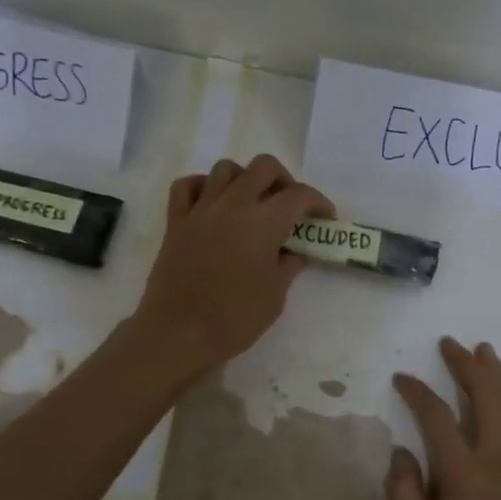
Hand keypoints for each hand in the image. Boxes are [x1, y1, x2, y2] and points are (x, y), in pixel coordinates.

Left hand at [133, 155, 330, 377]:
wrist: (178, 332)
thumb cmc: (234, 318)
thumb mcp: (275, 296)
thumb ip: (287, 267)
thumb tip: (292, 254)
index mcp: (264, 222)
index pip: (299, 195)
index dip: (318, 202)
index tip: (325, 218)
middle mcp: (233, 204)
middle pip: (263, 167)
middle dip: (283, 180)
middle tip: (288, 205)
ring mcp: (201, 209)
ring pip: (225, 169)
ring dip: (244, 179)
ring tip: (250, 203)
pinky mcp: (175, 221)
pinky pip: (188, 186)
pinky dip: (203, 187)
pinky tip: (212, 204)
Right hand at [387, 337, 500, 499]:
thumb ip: (405, 496)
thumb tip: (401, 451)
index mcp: (465, 474)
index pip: (437, 416)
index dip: (417, 391)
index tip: (402, 378)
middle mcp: (498, 457)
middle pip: (484, 395)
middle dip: (464, 364)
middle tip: (449, 344)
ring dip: (497, 372)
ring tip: (483, 350)